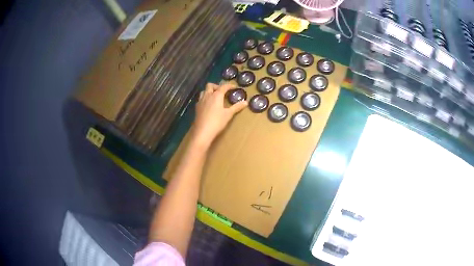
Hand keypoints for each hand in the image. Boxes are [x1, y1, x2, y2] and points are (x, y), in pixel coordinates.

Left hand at [190, 82, 247, 149]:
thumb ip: (236, 107)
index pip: (223, 86)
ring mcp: (200, 101)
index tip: (234, 87)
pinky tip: (208, 105)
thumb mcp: (228, 114)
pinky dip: (205, 98)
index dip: (229, 85)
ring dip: (209, 91)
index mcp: (216, 95)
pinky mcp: (197, 107)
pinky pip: (201, 98)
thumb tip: (246, 102)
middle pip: (210, 85)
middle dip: (217, 86)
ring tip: (215, 97)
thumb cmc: (217, 122)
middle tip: (222, 92)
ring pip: (204, 91)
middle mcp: (207, 95)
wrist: (203, 132)